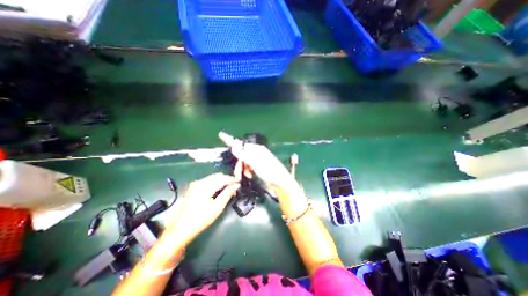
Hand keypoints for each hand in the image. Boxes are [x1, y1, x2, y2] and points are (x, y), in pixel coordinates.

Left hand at [164, 173, 239, 244]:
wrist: (182, 228)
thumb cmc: (201, 219)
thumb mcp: (217, 207)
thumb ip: (227, 194)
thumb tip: (236, 185)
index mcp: (204, 186)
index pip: (222, 178)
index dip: (232, 180)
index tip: (238, 184)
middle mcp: (199, 182)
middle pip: (217, 176)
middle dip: (227, 180)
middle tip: (234, 189)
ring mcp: (195, 184)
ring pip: (213, 178)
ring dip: (222, 182)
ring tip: (227, 190)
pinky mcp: (194, 187)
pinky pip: (208, 181)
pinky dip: (215, 184)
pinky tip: (218, 191)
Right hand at [220, 131, 309, 217]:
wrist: (281, 183)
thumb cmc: (270, 172)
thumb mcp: (256, 164)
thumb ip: (244, 156)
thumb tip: (234, 147)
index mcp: (257, 149)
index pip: (241, 144)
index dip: (230, 140)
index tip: (221, 135)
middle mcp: (256, 153)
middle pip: (241, 155)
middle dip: (239, 164)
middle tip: (238, 173)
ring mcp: (257, 159)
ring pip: (244, 162)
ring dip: (243, 169)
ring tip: (248, 175)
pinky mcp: (257, 166)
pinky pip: (248, 167)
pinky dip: (247, 171)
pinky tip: (251, 175)